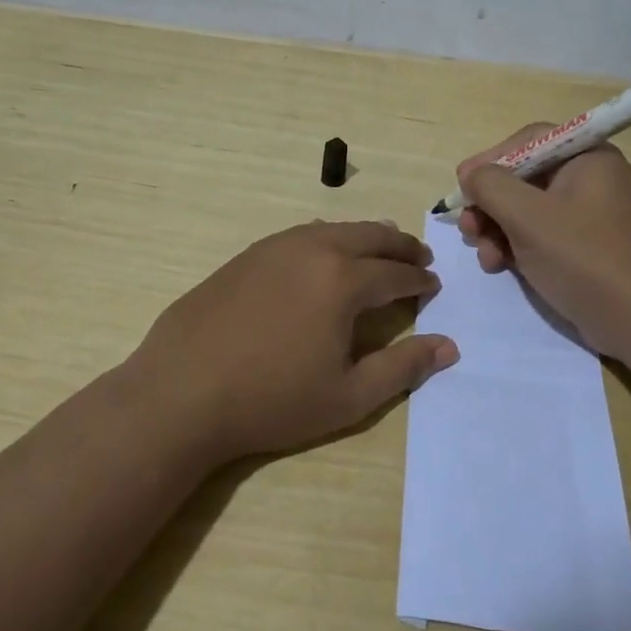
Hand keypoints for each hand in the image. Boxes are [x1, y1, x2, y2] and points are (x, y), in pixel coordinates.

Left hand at [126, 220, 458, 462]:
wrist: (181, 392)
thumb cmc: (272, 401)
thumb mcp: (348, 396)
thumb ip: (402, 367)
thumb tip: (449, 346)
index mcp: (343, 281)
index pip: (395, 273)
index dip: (419, 279)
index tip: (433, 284)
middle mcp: (312, 250)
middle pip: (368, 236)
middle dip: (399, 245)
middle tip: (419, 255)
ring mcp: (274, 248)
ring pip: (332, 229)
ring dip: (363, 236)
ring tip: (379, 246)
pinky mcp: (245, 256)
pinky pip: (299, 235)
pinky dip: (325, 238)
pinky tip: (322, 253)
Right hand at [456, 127, 630, 362]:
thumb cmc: (585, 257)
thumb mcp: (528, 216)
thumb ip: (490, 185)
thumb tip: (471, 175)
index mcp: (587, 158)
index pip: (528, 141)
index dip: (490, 160)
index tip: (462, 185)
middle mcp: (590, 179)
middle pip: (524, 178)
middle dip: (490, 204)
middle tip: (467, 228)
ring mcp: (589, 216)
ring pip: (527, 211)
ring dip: (497, 229)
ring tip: (485, 256)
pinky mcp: (585, 248)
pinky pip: (541, 235)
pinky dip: (516, 246)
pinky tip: (501, 266)